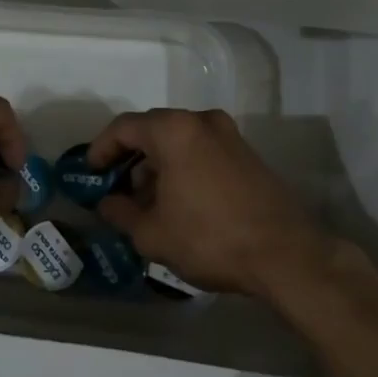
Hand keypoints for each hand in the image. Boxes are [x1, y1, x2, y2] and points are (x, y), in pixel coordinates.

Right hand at [88, 108, 330, 299]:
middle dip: (130, 159)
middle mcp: (201, 121)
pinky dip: (182, 168)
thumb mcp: (152, 234)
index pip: (124, 127)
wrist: (286, 255)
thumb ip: (121, 212)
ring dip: (157, 165)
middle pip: (153, 130)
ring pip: (179, 141)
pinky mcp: (247, 154)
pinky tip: (178, 203)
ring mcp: (229, 135)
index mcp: (174, 130)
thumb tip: (108, 203)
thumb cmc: (210, 238)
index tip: (90, 172)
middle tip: (116, 189)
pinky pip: (201, 151)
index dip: (101, 148)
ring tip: (147, 203)